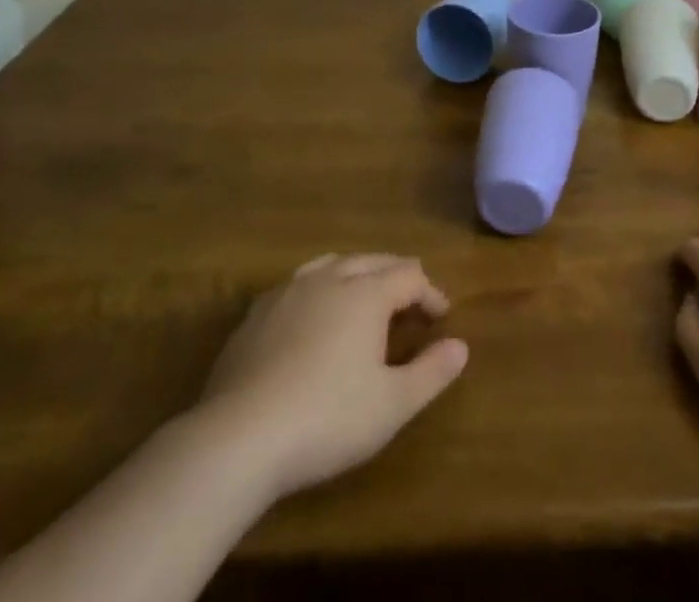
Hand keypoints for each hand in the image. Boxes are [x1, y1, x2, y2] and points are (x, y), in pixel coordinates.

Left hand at [196, 253, 468, 501]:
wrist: (237, 438)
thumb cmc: (326, 420)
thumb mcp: (391, 405)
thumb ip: (431, 372)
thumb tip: (461, 345)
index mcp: (366, 293)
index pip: (410, 275)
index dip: (430, 293)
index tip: (441, 317)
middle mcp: (330, 278)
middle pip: (373, 260)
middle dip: (397, 276)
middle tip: (410, 302)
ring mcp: (289, 291)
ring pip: (333, 263)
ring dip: (358, 273)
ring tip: (365, 295)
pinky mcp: (256, 313)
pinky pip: (299, 283)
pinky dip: (320, 288)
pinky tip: (314, 315)